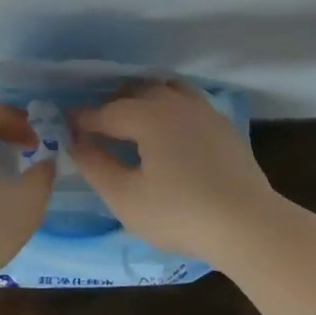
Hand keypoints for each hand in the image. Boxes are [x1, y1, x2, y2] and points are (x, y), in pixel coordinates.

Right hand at [68, 82, 274, 256]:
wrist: (248, 225)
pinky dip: (169, 107)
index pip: (105, 112)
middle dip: (112, 105)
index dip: (82, 120)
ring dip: (144, 99)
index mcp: (147, 116)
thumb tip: (75, 143)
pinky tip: (169, 133)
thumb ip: (96, 167)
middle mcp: (174, 103)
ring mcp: (203, 111)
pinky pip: (187, 102)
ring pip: (165, 89)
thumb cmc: (180, 213)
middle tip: (98, 128)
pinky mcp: (222, 126)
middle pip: (136, 91)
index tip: (67, 127)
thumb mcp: (126, 198)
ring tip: (134, 123)